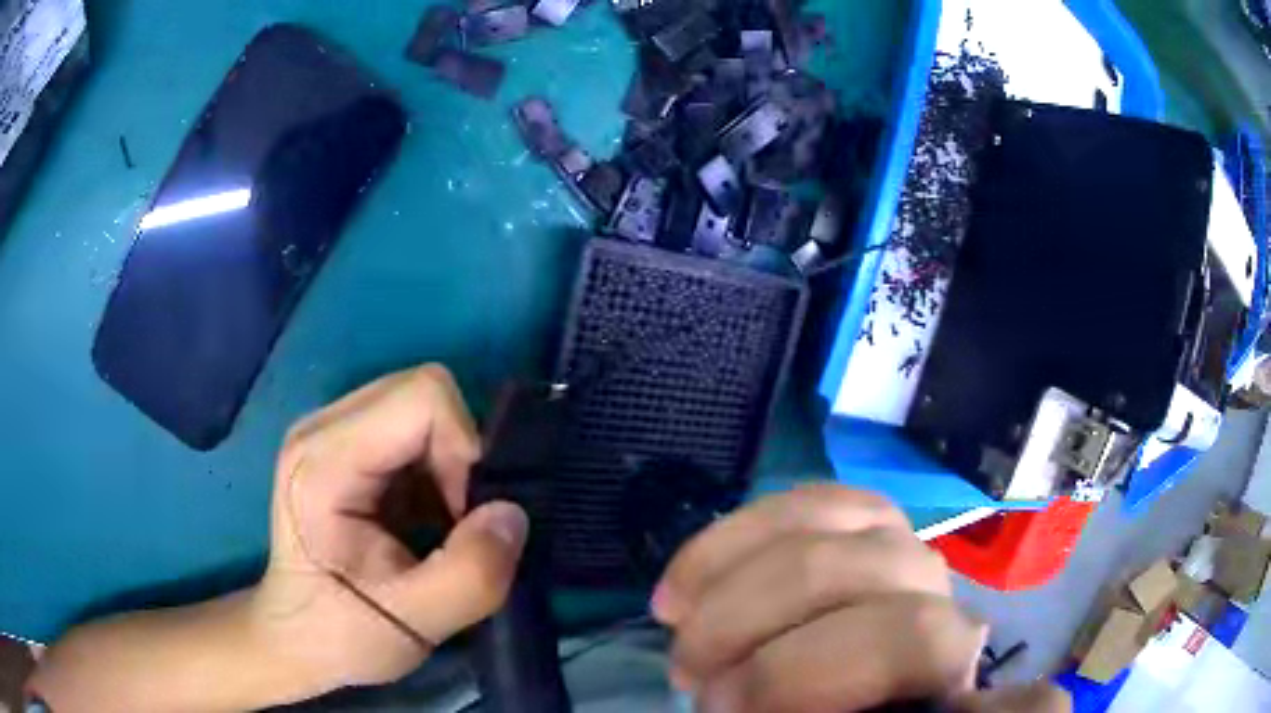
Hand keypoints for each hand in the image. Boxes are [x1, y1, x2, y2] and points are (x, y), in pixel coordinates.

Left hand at [251, 364, 528, 696]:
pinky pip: (413, 427)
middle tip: (455, 522)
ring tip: (440, 522)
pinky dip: (437, 468)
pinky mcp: (344, 444)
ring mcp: (331, 431)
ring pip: (422, 406)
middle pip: (422, 392)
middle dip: (458, 455)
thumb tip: (512, 514)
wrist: (300, 638)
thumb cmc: (343, 633)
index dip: (464, 449)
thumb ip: (472, 573)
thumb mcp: (415, 622)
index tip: (464, 518)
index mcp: (324, 461)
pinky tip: (424, 515)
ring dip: (450, 463)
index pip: (422, 398)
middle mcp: (322, 427)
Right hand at [653, 485, 1067, 712]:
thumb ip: (820, 710)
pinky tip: (694, 574)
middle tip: (688, 678)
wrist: (877, 694)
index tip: (722, 711)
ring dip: (726, 575)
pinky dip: (734, 534)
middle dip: (742, 624)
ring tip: (675, 620)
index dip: (794, 674)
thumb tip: (743, 702)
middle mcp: (936, 586)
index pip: (906, 638)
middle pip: (844, 569)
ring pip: (817, 517)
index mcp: (946, 658)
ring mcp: (900, 539)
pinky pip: (802, 499)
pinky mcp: (860, 517)